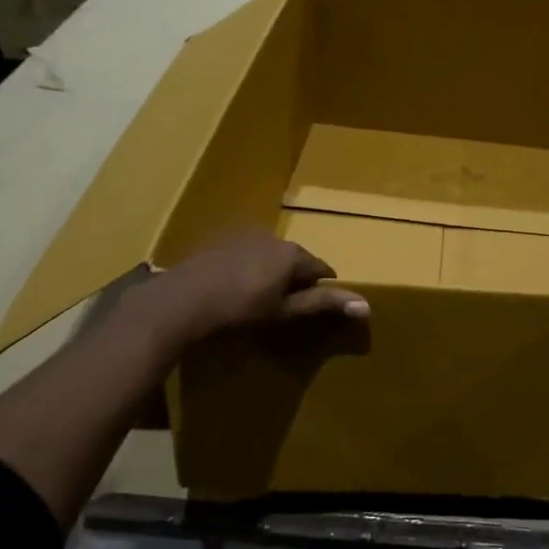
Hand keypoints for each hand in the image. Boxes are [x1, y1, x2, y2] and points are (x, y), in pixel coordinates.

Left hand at [134, 233, 368, 354]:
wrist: (181, 301)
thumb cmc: (240, 310)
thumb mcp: (285, 311)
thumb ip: (323, 305)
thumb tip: (366, 305)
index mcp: (292, 254)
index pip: (321, 269)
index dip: (322, 289)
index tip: (317, 306)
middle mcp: (272, 238)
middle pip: (295, 260)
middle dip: (295, 279)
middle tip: (287, 305)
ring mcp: (243, 237)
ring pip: (269, 256)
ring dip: (270, 273)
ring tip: (260, 299)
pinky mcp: (219, 242)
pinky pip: (245, 254)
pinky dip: (247, 269)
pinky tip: (234, 289)